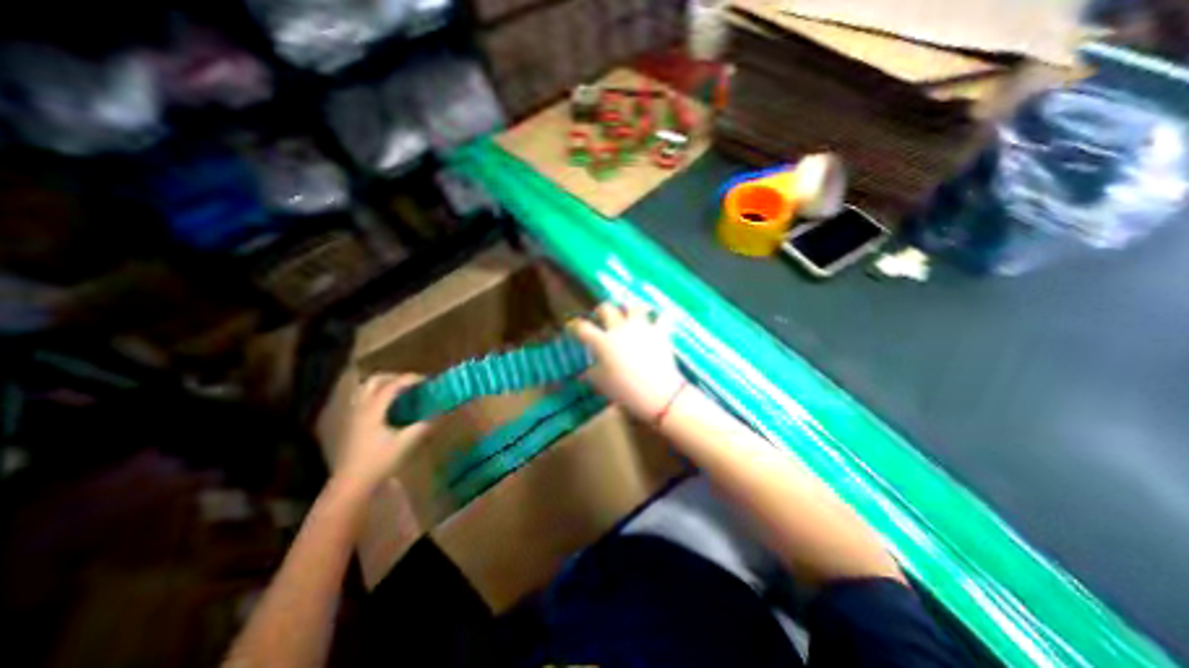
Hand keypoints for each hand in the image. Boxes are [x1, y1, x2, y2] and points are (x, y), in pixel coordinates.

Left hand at [332, 372, 430, 491]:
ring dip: (382, 385)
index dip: (410, 379)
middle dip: (394, 377)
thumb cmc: (379, 461)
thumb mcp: (406, 443)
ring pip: (365, 389)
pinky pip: (363, 399)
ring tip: (399, 391)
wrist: (351, 483)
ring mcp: (352, 416)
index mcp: (373, 410)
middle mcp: (360, 408)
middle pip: (374, 381)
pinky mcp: (351, 424)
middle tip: (412, 383)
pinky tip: (388, 407)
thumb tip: (440, 412)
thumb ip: (424, 425)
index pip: (392, 385)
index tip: (427, 380)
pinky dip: (376, 395)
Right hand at [568, 302, 683, 421]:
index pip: (583, 328)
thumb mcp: (600, 383)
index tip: (573, 328)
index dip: (575, 326)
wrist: (657, 392)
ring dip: (629, 309)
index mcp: (602, 341)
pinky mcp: (659, 332)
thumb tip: (588, 369)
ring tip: (628, 315)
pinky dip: (659, 318)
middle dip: (601, 311)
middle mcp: (620, 329)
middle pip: (607, 309)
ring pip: (633, 307)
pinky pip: (661, 317)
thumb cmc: (624, 390)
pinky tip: (657, 320)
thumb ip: (591, 372)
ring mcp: (641, 328)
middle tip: (600, 318)